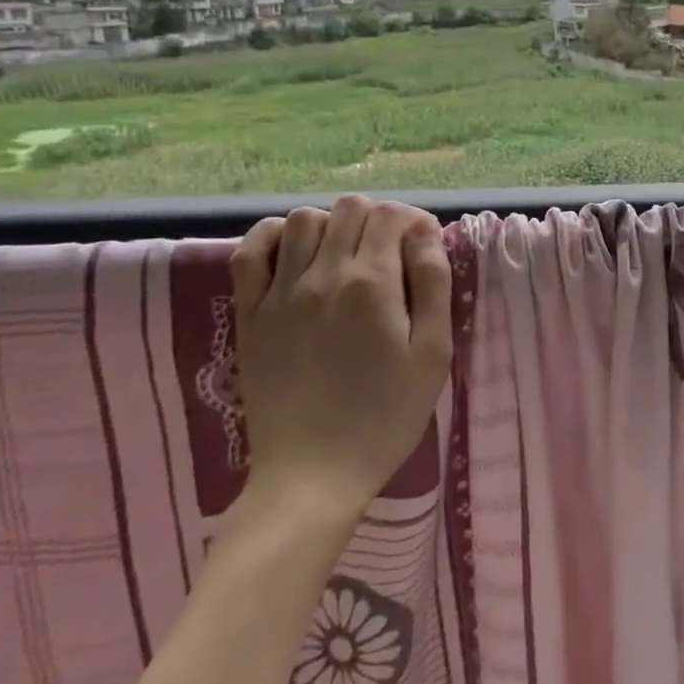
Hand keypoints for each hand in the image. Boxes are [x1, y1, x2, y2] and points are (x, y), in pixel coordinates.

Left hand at [229, 196, 453, 518]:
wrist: (313, 475)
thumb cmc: (386, 416)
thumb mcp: (433, 353)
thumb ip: (433, 284)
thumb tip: (425, 233)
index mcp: (372, 284)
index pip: (391, 216)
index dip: (413, 222)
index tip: (422, 247)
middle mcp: (323, 275)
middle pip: (350, 209)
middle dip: (378, 219)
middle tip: (390, 254)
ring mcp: (280, 293)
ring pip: (303, 219)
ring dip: (331, 224)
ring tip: (345, 255)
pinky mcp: (250, 313)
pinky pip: (250, 251)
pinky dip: (272, 237)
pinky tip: (293, 253)